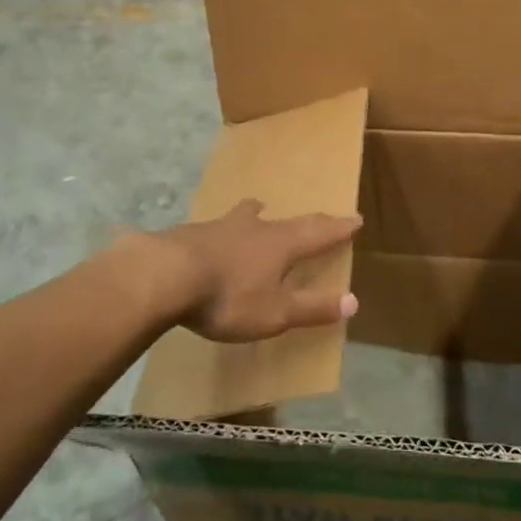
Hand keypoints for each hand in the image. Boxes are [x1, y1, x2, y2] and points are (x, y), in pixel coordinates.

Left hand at [138, 200, 363, 343]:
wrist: (165, 275)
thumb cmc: (228, 297)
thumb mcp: (275, 313)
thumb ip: (312, 308)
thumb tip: (354, 301)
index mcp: (281, 245)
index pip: (318, 233)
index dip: (338, 228)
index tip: (355, 218)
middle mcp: (255, 228)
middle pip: (286, 220)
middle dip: (305, 221)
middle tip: (318, 216)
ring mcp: (220, 226)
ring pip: (246, 216)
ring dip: (257, 214)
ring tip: (258, 208)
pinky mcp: (190, 233)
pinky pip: (215, 228)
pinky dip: (223, 230)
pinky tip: (211, 237)